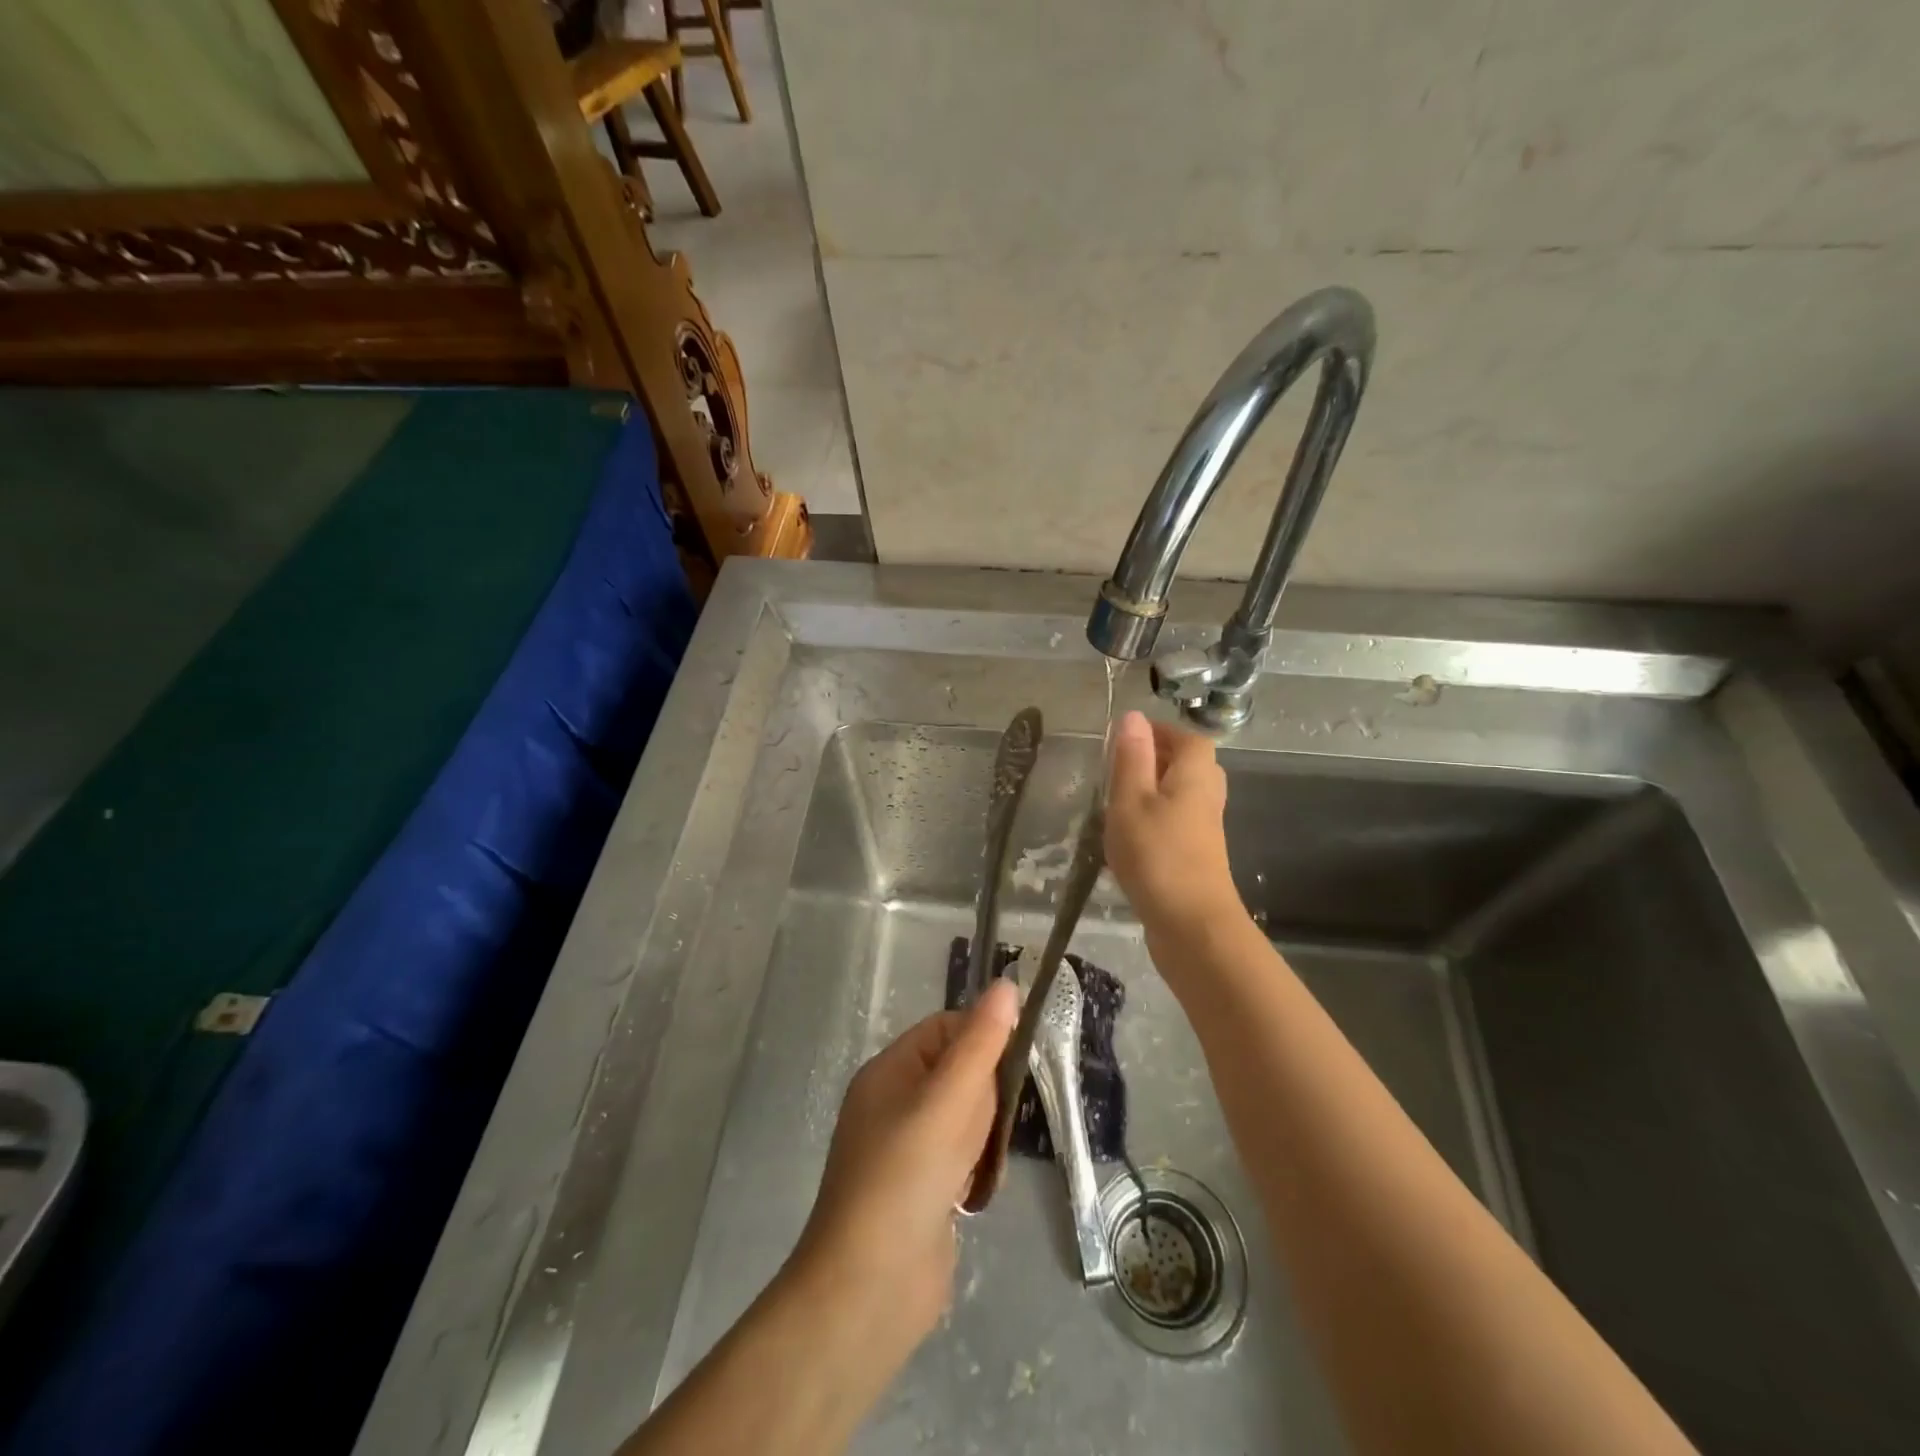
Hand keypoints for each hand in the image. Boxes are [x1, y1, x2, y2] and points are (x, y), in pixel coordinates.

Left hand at [790, 979, 1018, 1360]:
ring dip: (983, 1135)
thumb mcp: (949, 1099)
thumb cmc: (907, 1176)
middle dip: (986, 1096)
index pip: (946, 1029)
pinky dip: (976, 1167)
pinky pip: (960, 1157)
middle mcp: (894, 1102)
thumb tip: (1006, 984)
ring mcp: (905, 1148)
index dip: (982, 1040)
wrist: (870, 1288)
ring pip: (964, 1117)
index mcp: (890, 1070)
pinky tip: (977, 1190)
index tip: (1012, 1067)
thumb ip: (981, 1043)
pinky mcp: (919, 1189)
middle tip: (992, 1124)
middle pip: (958, 1073)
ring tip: (985, 1162)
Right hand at [1105, 710, 1239, 936]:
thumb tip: (1134, 716)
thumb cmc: (1157, 855)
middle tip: (1117, 767)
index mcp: (1195, 774)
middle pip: (1187, 765)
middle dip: (1155, 760)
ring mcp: (1205, 829)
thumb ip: (1131, 758)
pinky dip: (1154, 819)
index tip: (1124, 739)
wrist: (1192, 925)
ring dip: (1152, 792)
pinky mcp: (1197, 856)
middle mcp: (1208, 796)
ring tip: (1116, 801)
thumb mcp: (1131, 800)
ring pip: (1180, 795)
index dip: (1159, 733)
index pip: (1187, 738)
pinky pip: (1176, 822)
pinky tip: (1128, 837)